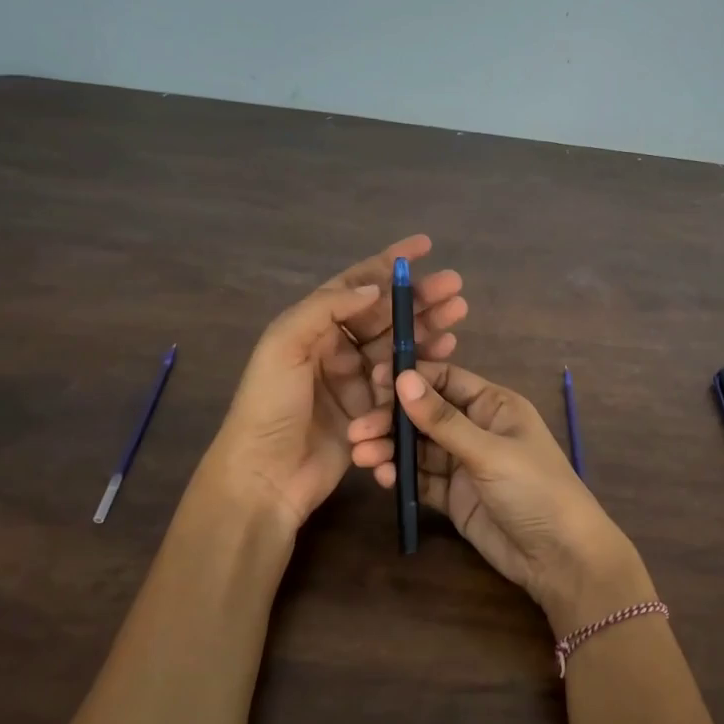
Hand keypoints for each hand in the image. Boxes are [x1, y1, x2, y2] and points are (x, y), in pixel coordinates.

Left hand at [202, 236, 467, 533]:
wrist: (264, 476)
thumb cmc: (269, 405)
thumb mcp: (285, 344)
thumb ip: (327, 308)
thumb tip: (375, 287)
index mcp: (312, 325)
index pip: (356, 284)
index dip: (390, 264)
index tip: (424, 247)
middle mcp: (335, 348)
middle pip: (385, 314)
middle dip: (419, 298)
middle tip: (455, 287)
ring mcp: (355, 381)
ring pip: (399, 345)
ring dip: (428, 328)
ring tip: (459, 314)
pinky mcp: (370, 411)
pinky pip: (402, 381)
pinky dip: (424, 364)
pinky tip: (447, 351)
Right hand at [346, 362, 653, 634]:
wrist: (560, 558)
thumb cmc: (535, 489)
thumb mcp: (489, 451)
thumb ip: (443, 419)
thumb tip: (402, 378)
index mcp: (494, 405)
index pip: (445, 380)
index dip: (410, 379)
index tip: (372, 382)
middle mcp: (477, 428)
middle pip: (425, 415)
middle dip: (392, 420)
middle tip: (357, 430)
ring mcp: (465, 464)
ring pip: (418, 448)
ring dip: (390, 449)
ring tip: (361, 457)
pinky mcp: (454, 496)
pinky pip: (421, 478)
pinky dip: (400, 475)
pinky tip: (381, 476)